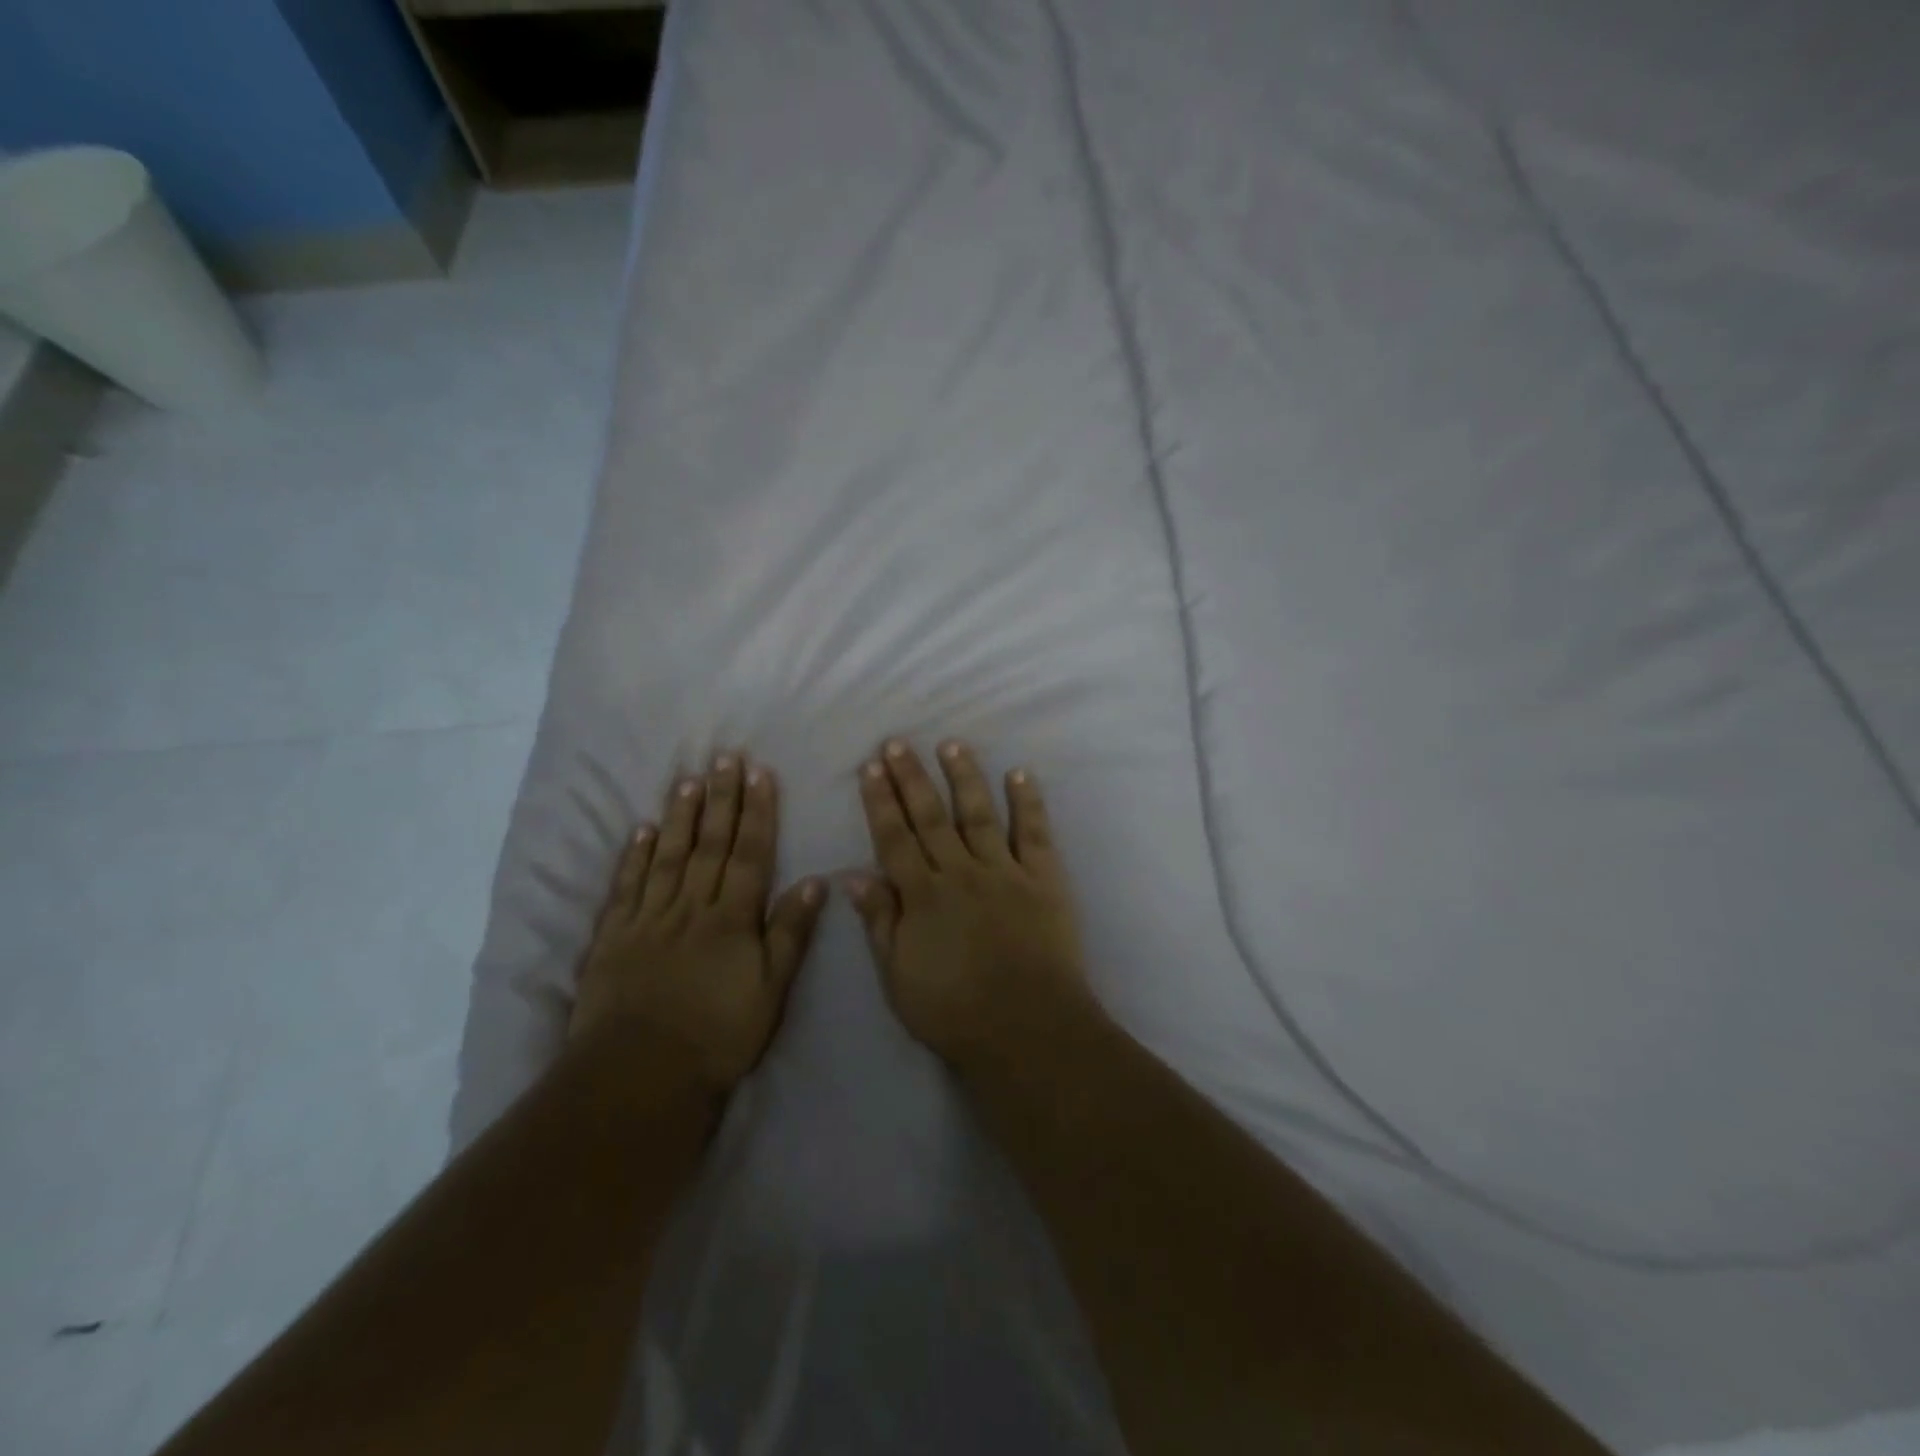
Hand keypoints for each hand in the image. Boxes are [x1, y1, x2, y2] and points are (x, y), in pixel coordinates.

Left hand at [573, 754, 825, 1095]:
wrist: (640, 1073)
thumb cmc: (718, 1035)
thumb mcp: (771, 989)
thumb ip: (790, 932)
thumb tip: (815, 881)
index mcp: (732, 918)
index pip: (749, 854)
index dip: (757, 812)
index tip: (759, 774)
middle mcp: (692, 907)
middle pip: (710, 844)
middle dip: (721, 799)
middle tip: (724, 758)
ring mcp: (650, 918)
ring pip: (668, 856)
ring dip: (680, 816)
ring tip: (688, 780)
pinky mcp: (614, 936)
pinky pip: (628, 886)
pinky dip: (635, 855)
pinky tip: (643, 830)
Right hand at [846, 739, 1093, 1069]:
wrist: (1027, 1029)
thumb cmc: (955, 1012)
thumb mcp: (899, 977)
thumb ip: (880, 922)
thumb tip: (853, 876)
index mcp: (923, 896)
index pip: (895, 839)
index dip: (881, 802)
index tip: (871, 767)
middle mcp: (961, 872)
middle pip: (931, 817)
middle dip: (911, 778)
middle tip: (897, 743)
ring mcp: (1005, 871)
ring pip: (979, 814)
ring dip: (964, 777)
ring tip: (952, 744)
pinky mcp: (1044, 879)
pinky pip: (1034, 833)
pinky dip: (1028, 802)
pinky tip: (1019, 773)